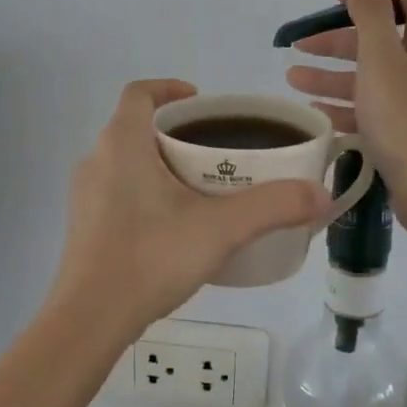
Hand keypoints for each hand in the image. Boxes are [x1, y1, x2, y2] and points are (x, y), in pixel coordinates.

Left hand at [47, 80, 328, 345]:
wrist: (90, 318)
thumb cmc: (150, 257)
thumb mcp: (221, 229)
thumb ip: (273, 206)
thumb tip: (322, 194)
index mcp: (122, 143)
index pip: (140, 93)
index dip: (170, 88)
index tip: (202, 102)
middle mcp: (97, 159)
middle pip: (136, 127)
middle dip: (175, 132)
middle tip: (216, 151)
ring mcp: (85, 194)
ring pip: (126, 161)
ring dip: (160, 163)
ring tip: (201, 188)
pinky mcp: (84, 225)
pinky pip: (117, 191)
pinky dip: (145, 192)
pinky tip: (173, 225)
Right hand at [285, 0, 406, 236]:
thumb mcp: (383, 60)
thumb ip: (372, 10)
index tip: (336, 1)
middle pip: (383, 25)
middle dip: (339, 30)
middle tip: (300, 42)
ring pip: (372, 66)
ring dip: (332, 67)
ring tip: (292, 76)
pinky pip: (373, 100)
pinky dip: (344, 99)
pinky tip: (313, 107)